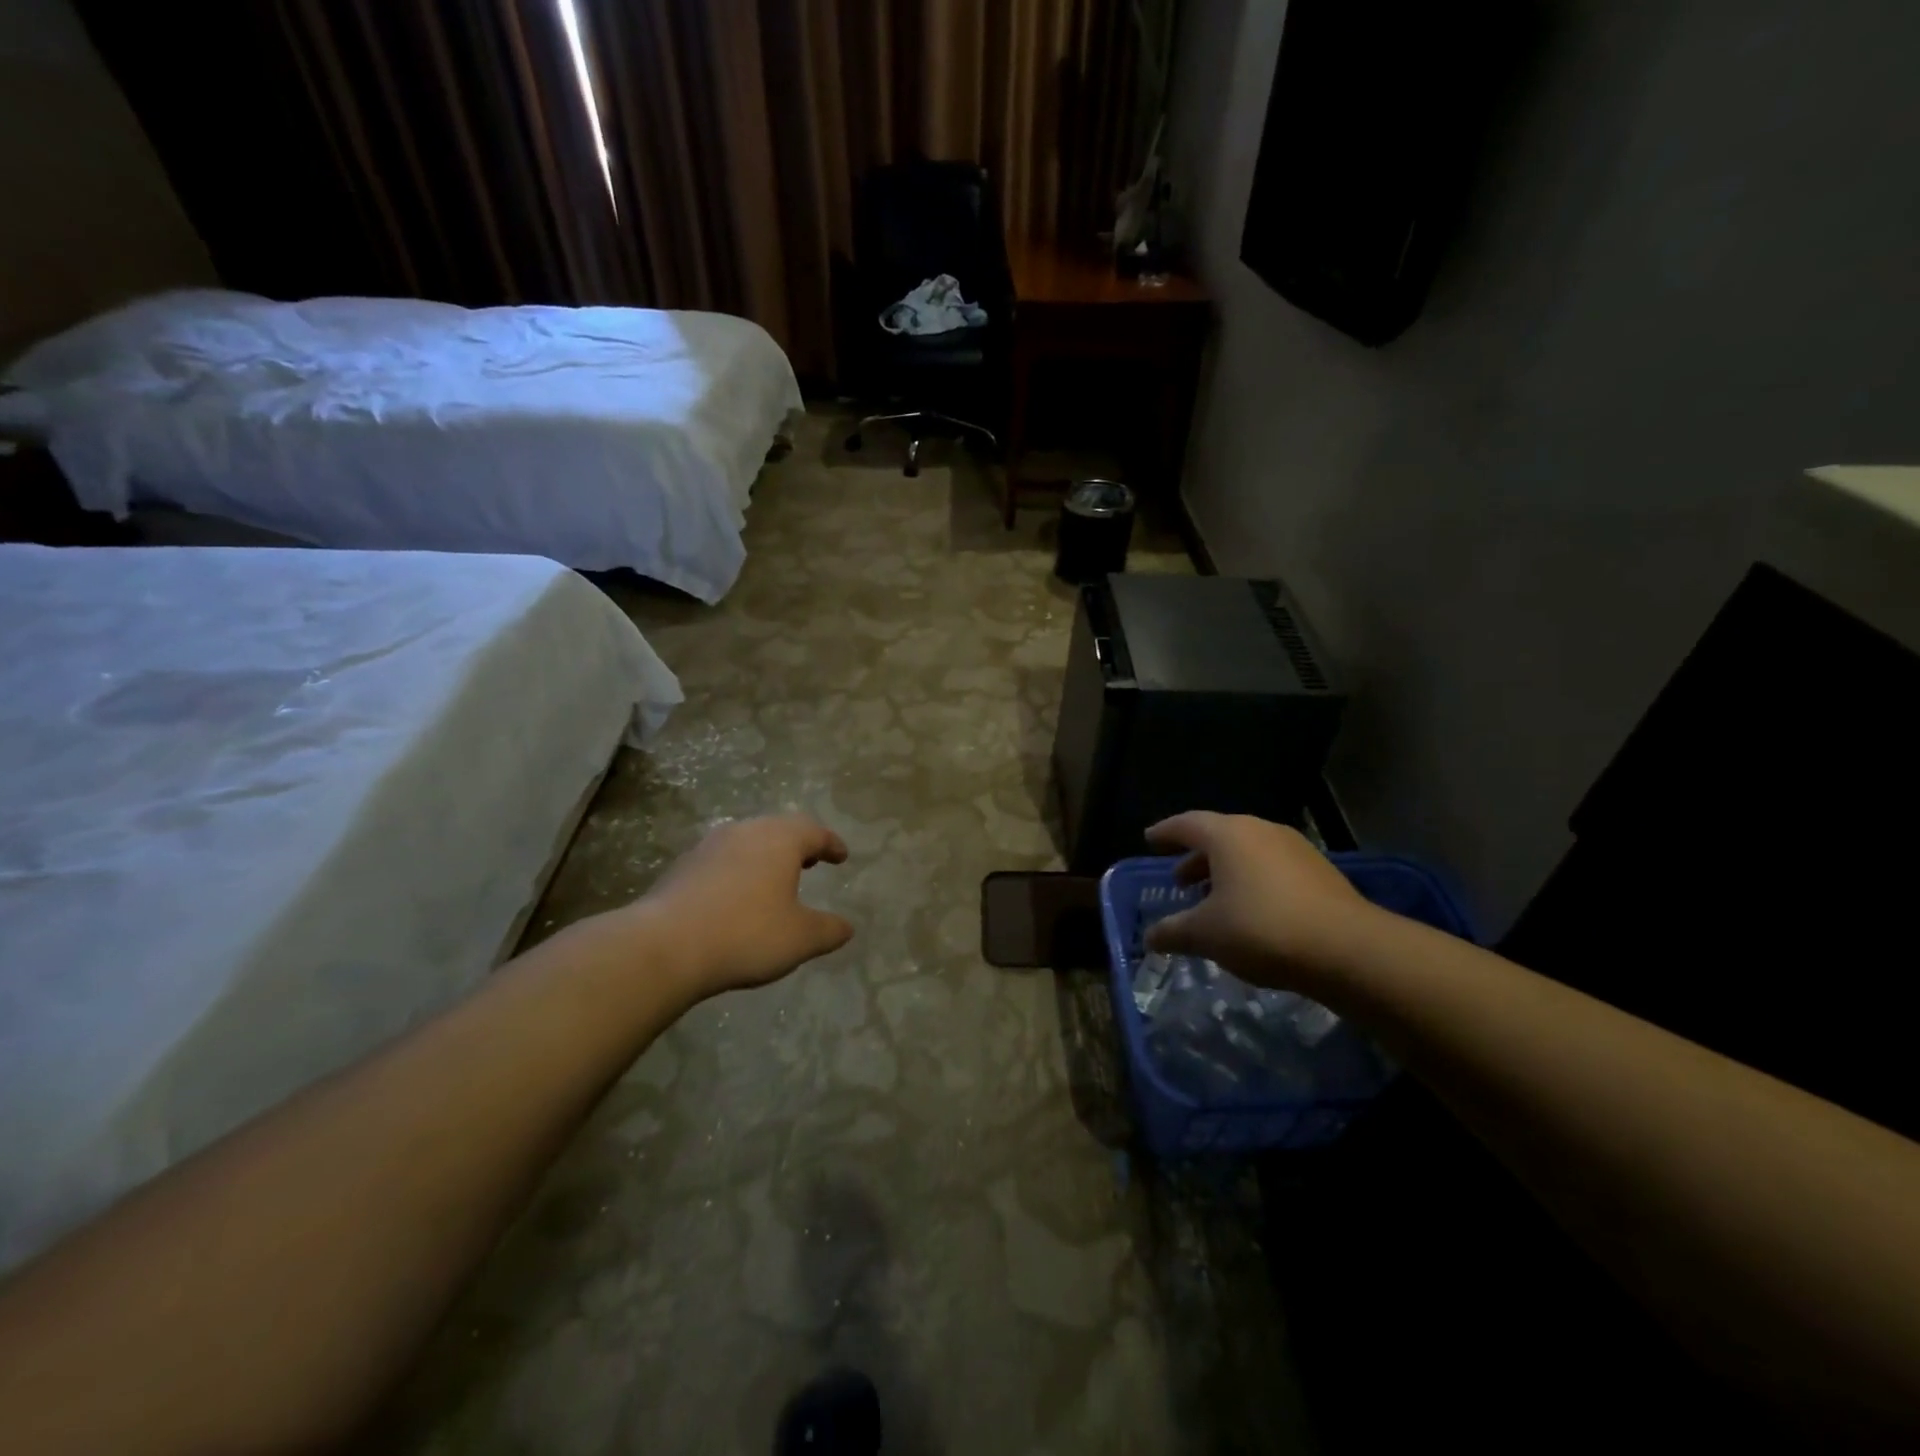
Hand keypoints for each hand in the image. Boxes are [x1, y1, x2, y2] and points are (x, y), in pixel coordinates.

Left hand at [620, 814, 854, 997]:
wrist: (665, 946)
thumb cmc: (746, 934)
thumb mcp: (800, 939)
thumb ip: (828, 930)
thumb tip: (847, 927)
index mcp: (780, 839)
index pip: (814, 831)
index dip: (831, 843)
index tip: (841, 856)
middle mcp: (745, 831)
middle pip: (779, 828)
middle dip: (798, 843)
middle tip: (812, 861)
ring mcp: (709, 846)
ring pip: (747, 840)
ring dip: (766, 855)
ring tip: (774, 877)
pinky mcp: (682, 866)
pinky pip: (722, 859)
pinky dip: (738, 869)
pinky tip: (736, 895)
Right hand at [1143, 812, 1374, 995]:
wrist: (1347, 949)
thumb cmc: (1261, 929)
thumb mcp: (1206, 934)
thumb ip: (1173, 932)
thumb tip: (1149, 939)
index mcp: (1228, 835)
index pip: (1187, 824)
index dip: (1165, 832)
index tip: (1149, 839)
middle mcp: (1261, 831)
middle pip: (1219, 836)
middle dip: (1196, 857)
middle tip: (1180, 879)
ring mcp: (1295, 849)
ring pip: (1248, 852)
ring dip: (1226, 872)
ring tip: (1214, 900)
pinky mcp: (1320, 871)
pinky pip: (1273, 867)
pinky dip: (1253, 881)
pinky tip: (1252, 912)